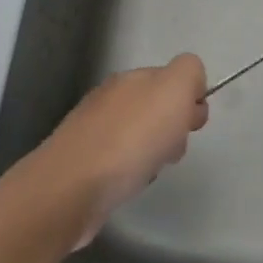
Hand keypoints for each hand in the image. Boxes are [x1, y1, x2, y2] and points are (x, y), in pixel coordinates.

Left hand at [33, 55, 207, 245]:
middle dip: (173, 129)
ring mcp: (92, 131)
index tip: (191, 123)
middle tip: (171, 148)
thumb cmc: (131, 139)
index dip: (189, 100)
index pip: (171, 78)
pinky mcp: (83, 164)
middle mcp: (109, 99)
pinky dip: (133, 173)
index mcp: (130, 78)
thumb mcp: (173, 89)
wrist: (71, 189)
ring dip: (154, 153)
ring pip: (140, 137)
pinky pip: (121, 162)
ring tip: (149, 170)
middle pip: (156, 109)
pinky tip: (129, 184)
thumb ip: (189, 72)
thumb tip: (192, 84)